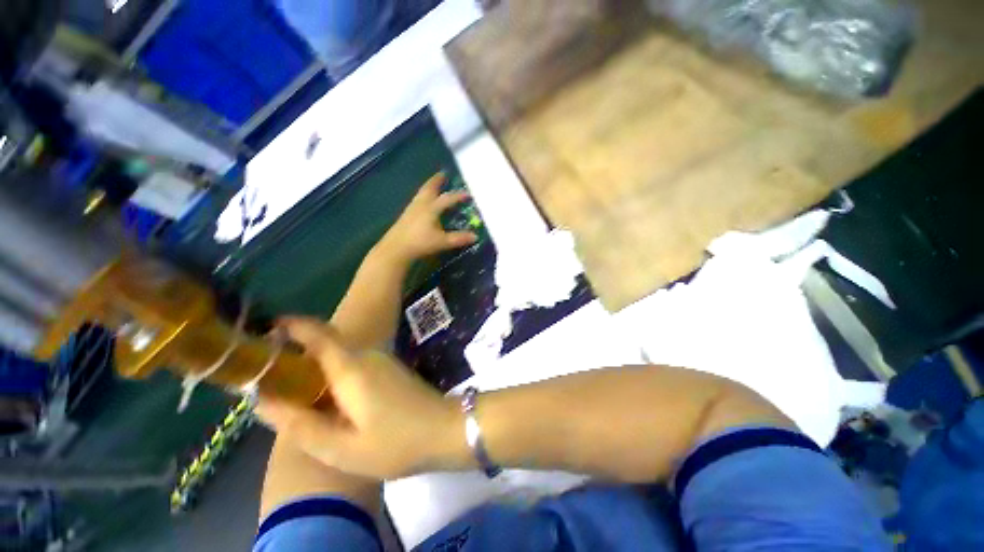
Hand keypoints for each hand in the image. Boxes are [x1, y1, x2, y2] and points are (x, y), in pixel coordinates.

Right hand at [257, 318, 466, 479]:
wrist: (446, 429)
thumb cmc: (396, 443)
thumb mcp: (342, 448)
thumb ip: (301, 426)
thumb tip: (263, 402)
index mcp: (352, 368)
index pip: (319, 334)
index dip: (292, 326)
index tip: (267, 331)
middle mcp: (368, 356)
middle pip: (327, 345)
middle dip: (297, 357)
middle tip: (269, 382)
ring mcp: (383, 361)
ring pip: (341, 357)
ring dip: (316, 370)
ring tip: (294, 398)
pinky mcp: (391, 369)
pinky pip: (355, 366)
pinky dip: (335, 378)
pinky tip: (330, 404)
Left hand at [377, 173, 476, 262]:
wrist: (396, 248)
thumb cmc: (420, 243)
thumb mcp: (442, 241)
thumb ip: (458, 238)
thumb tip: (475, 236)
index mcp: (431, 208)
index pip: (447, 198)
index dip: (458, 196)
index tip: (468, 194)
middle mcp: (421, 204)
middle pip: (429, 188)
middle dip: (436, 181)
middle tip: (442, 174)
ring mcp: (411, 209)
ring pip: (421, 193)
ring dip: (428, 187)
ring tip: (433, 184)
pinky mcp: (406, 215)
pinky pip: (417, 200)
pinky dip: (423, 196)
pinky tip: (423, 202)